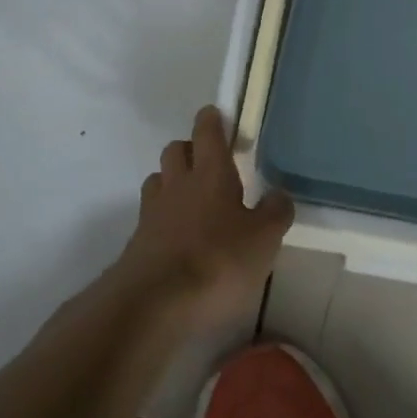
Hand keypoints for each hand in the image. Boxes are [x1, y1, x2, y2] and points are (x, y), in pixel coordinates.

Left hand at [115, 106, 293, 330]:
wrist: (154, 304)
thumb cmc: (217, 261)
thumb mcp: (263, 239)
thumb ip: (275, 213)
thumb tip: (279, 194)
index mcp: (211, 174)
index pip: (207, 133)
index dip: (211, 120)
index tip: (215, 114)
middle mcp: (178, 184)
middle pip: (176, 150)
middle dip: (190, 149)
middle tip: (208, 162)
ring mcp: (152, 213)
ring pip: (158, 180)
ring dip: (171, 181)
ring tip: (190, 199)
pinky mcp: (137, 243)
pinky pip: (150, 216)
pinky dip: (163, 218)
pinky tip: (177, 237)